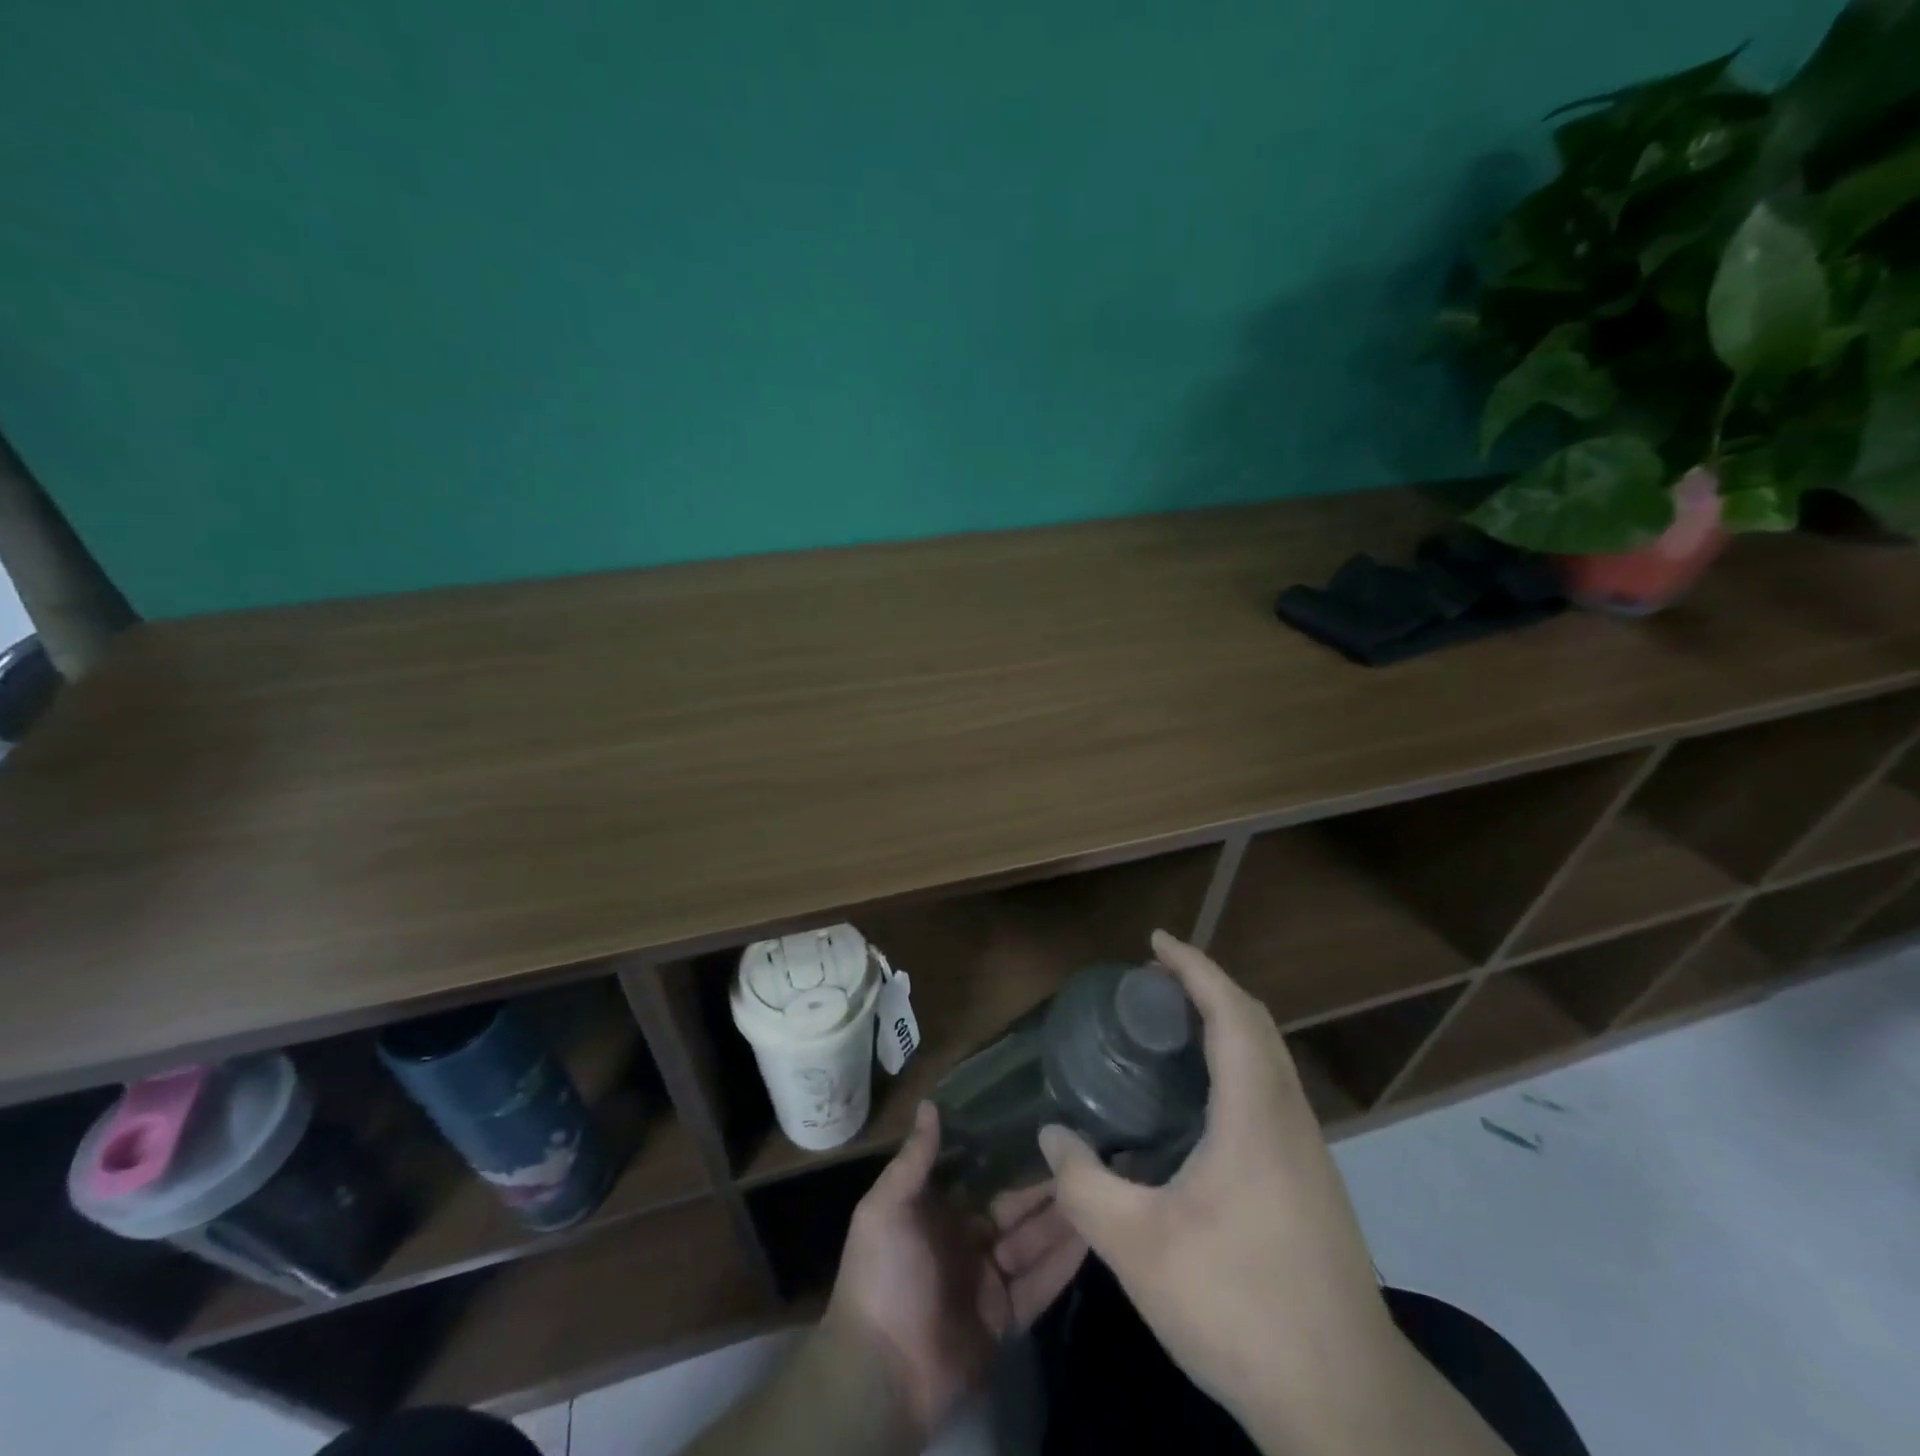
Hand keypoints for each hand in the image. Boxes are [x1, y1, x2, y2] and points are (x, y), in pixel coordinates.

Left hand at [824, 1101, 1086, 1441]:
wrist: (882, 1373)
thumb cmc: (881, 1275)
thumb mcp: (886, 1208)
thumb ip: (914, 1159)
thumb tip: (929, 1102)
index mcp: (938, 1212)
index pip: (981, 1176)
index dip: (1009, 1154)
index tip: (1041, 1125)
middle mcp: (966, 1240)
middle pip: (1014, 1208)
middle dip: (1044, 1187)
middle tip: (1084, 1155)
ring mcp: (988, 1281)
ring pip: (1032, 1243)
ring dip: (1061, 1219)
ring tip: (1098, 1187)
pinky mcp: (1005, 1318)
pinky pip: (1039, 1285)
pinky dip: (1063, 1263)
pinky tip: (1092, 1237)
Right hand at [1038, 931, 1396, 1429]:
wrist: (1346, 1404)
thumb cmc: (1239, 1306)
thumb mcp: (1138, 1247)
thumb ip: (1083, 1184)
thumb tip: (1051, 1134)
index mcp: (1255, 1114)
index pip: (1231, 1011)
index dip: (1194, 967)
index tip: (1156, 942)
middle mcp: (1290, 1118)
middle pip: (1257, 1024)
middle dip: (1208, 987)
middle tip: (1154, 983)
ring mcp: (1310, 1153)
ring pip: (1271, 1059)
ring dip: (1228, 1025)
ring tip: (1173, 1029)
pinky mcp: (1314, 1184)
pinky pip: (1273, 1091)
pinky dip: (1239, 1063)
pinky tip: (1203, 1102)